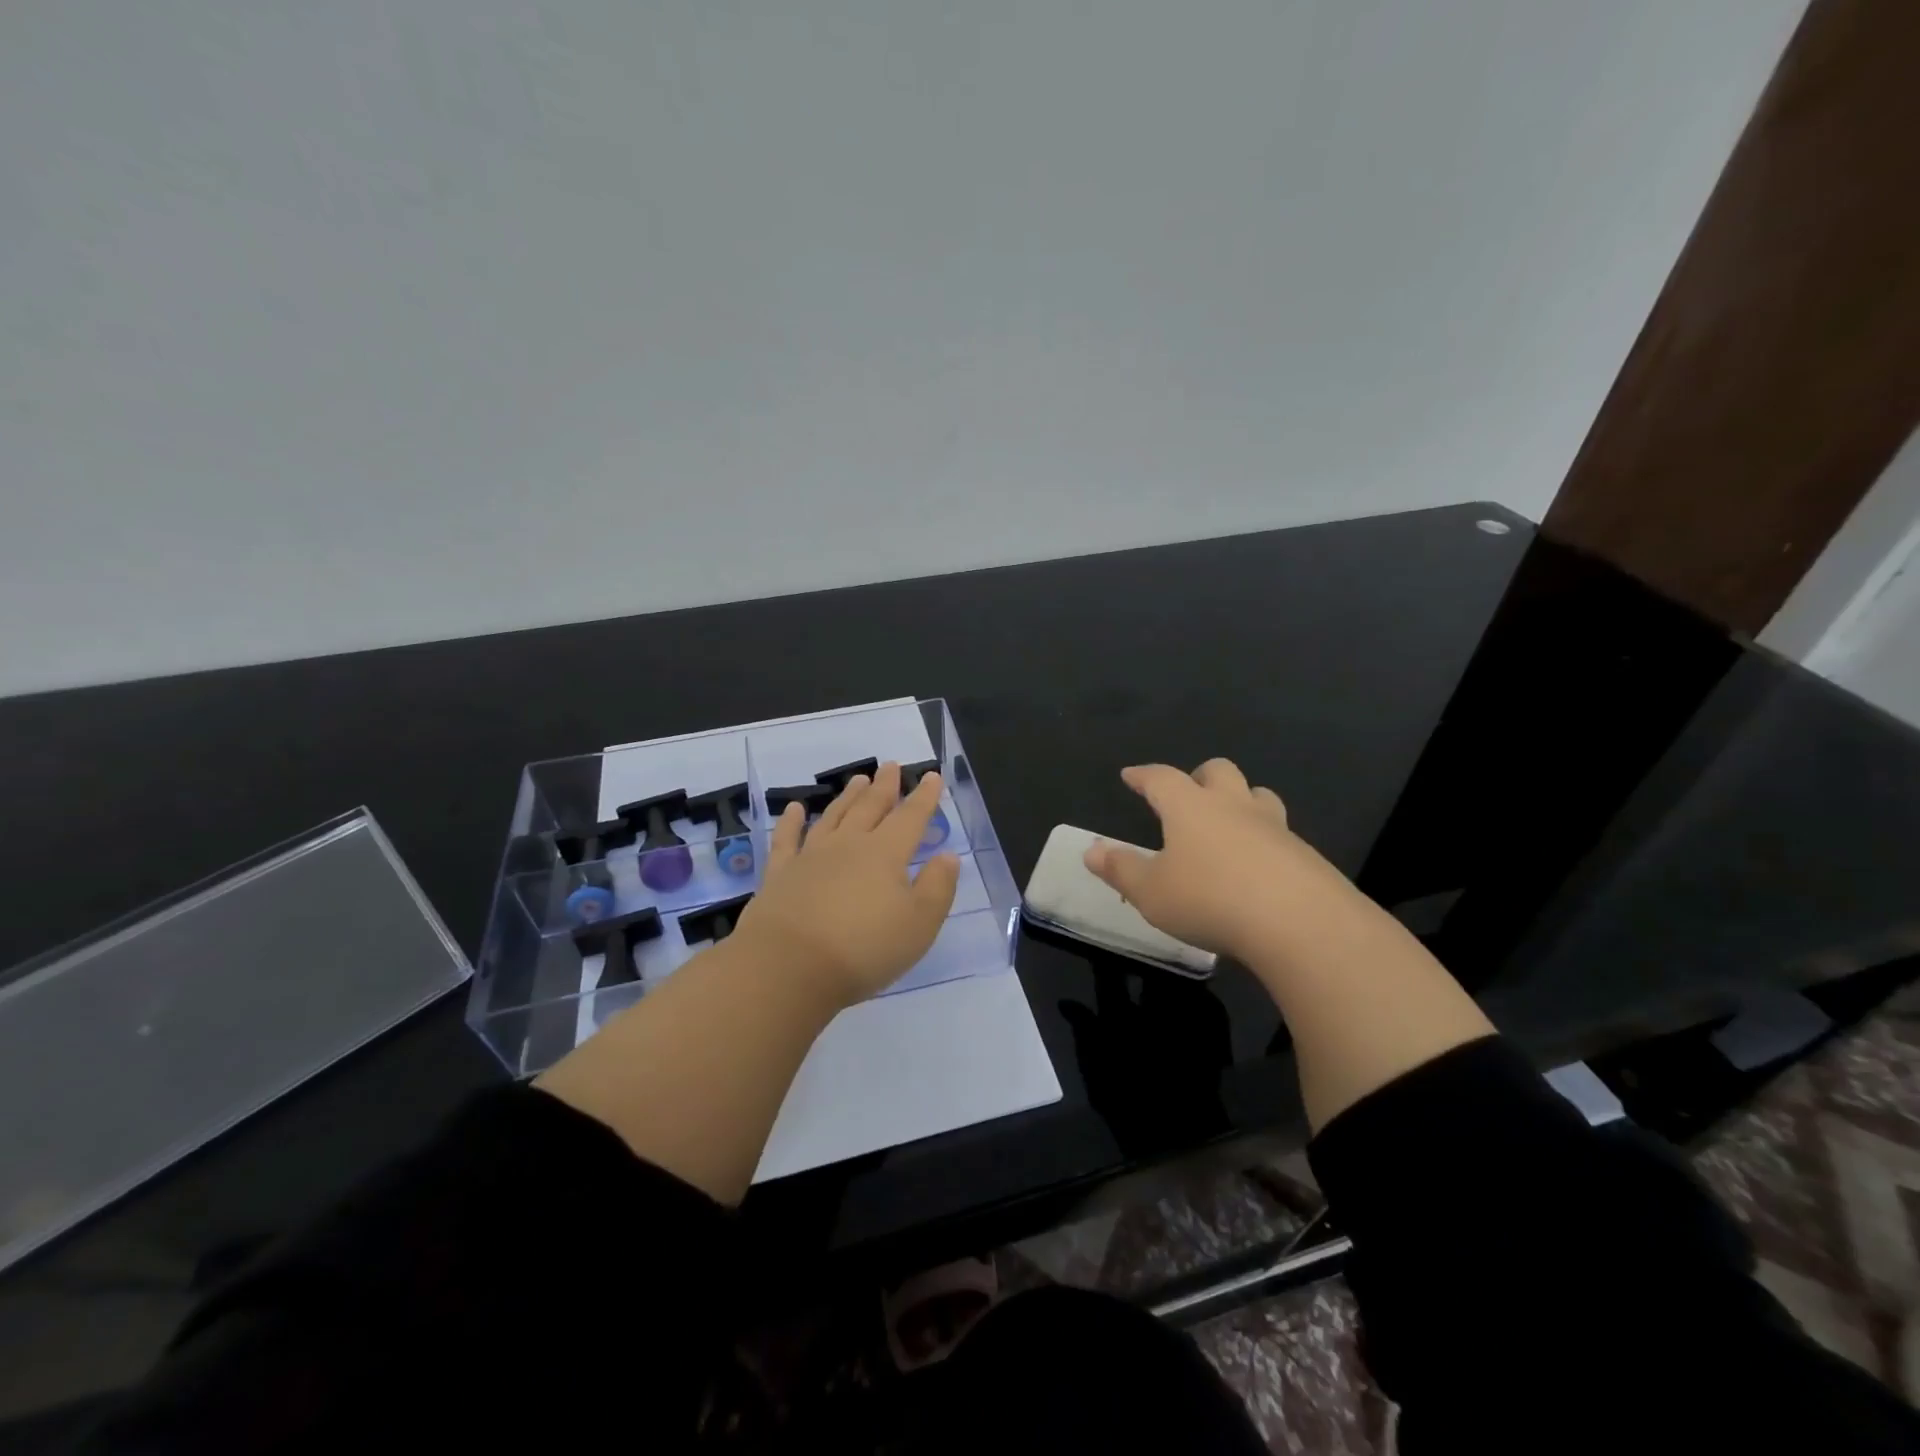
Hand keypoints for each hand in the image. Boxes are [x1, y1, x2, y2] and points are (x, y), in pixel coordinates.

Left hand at [736, 761, 960, 1005]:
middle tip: (891, 766)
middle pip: (870, 808)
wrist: (789, 967)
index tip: (930, 776)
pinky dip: (791, 821)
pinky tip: (796, 809)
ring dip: (848, 797)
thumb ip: (937, 887)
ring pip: (834, 817)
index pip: (910, 818)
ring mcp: (811, 856)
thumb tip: (948, 856)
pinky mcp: (780, 874)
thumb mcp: (919, 925)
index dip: (923, 797)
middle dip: (885, 787)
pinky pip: (787, 839)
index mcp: (886, 854)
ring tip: (858, 779)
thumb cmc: (864, 949)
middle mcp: (849, 845)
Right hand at [1083, 759, 1367, 967]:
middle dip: (1199, 776)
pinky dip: (1264, 841)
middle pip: (1218, 771)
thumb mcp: (1151, 892)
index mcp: (1190, 808)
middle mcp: (1233, 806)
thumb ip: (1120, 869)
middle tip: (1188, 793)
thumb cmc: (1210, 900)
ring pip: (1258, 796)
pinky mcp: (1305, 855)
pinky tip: (1259, 868)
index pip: (1161, 779)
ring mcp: (1275, 827)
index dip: (1143, 776)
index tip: (1131, 775)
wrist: (1300, 924)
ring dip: (1241, 800)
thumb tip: (1091, 850)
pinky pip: (1281, 834)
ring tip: (1229, 822)